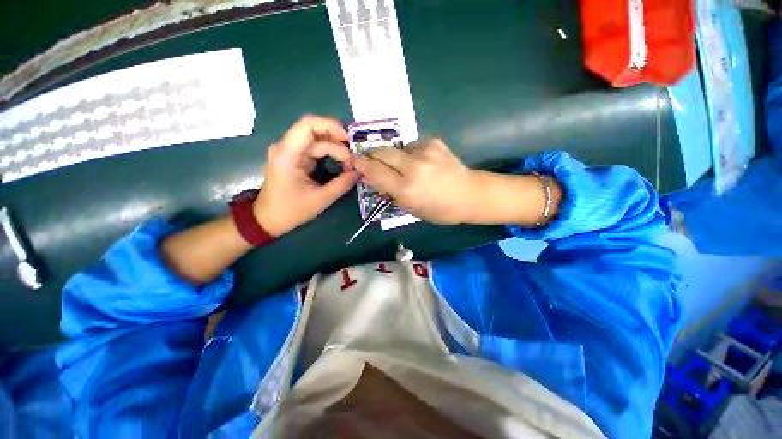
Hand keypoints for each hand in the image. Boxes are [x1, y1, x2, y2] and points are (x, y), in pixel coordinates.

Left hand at [254, 115, 358, 235]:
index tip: (348, 140)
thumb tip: (358, 172)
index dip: (330, 126)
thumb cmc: (291, 210)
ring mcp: (290, 151)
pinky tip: (341, 161)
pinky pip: (314, 148)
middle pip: (315, 131)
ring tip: (349, 162)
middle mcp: (286, 147)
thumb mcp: (321, 199)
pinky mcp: (294, 157)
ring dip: (335, 148)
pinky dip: (329, 153)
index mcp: (287, 154)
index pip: (307, 125)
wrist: (268, 219)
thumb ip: (342, 184)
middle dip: (337, 141)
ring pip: (317, 139)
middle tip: (352, 157)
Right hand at [352, 138, 475, 223]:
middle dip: (372, 155)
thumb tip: (371, 178)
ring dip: (393, 156)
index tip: (354, 160)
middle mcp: (413, 167)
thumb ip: (389, 192)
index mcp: (406, 189)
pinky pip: (411, 145)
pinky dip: (409, 153)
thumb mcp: (411, 208)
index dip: (361, 164)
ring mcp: (424, 152)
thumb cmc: (439, 209)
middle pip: (381, 152)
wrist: (470, 194)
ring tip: (403, 167)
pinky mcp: (433, 142)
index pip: (374, 171)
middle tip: (370, 159)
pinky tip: (420, 162)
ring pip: (396, 148)